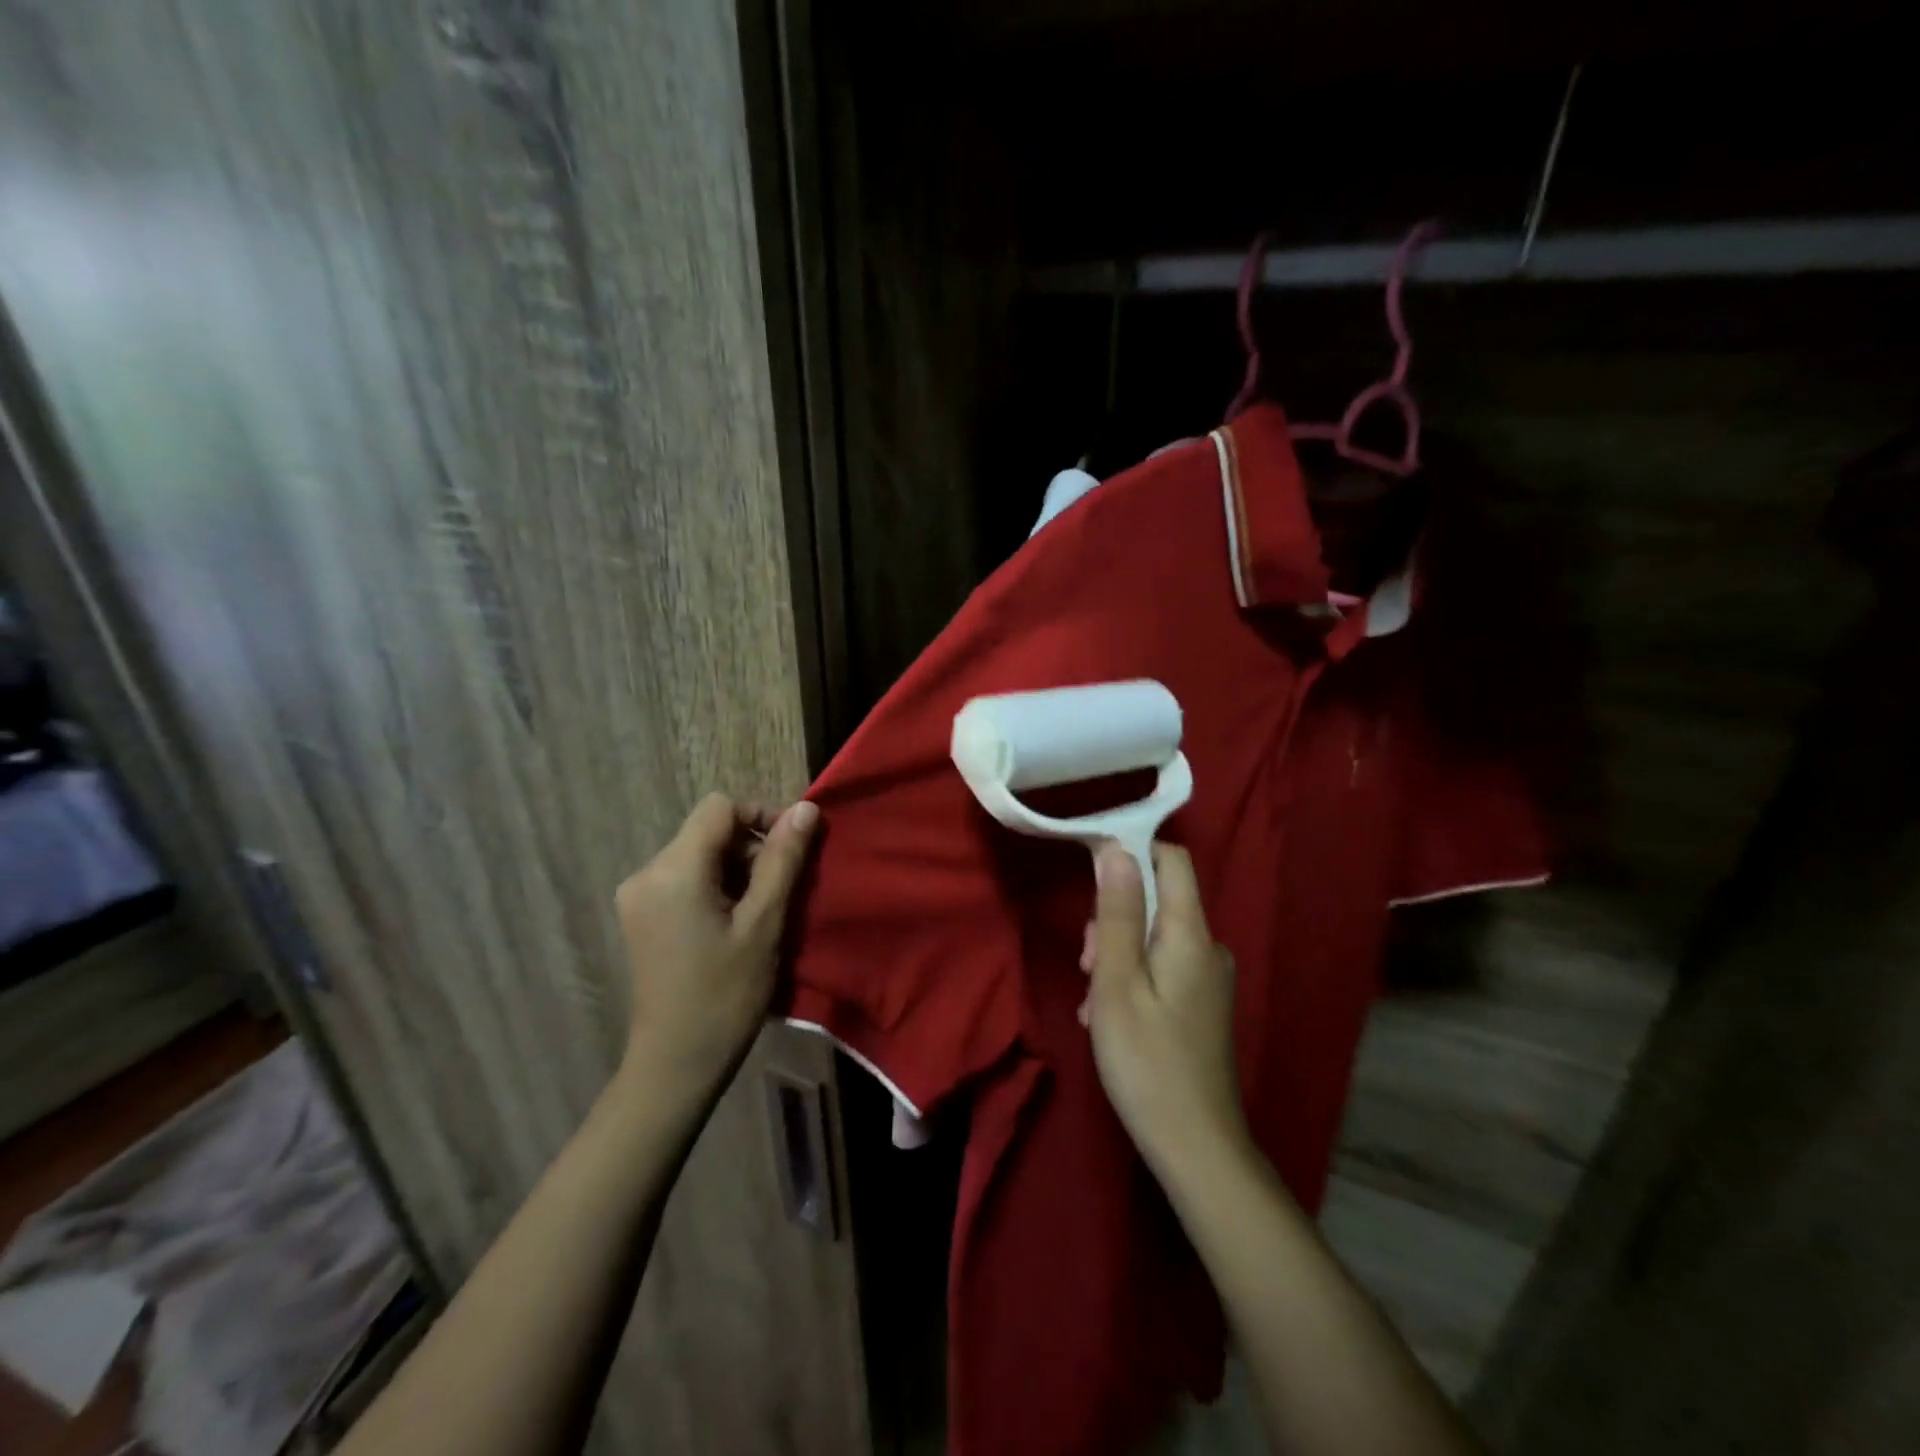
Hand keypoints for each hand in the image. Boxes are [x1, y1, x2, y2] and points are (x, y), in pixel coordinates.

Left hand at [613, 793, 819, 1097]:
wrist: (676, 1063)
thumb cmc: (726, 994)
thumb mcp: (764, 923)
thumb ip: (783, 860)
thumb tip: (805, 808)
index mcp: (673, 870)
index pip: (719, 808)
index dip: (760, 815)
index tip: (791, 849)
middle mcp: (646, 872)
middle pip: (708, 830)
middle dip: (750, 848)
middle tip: (781, 891)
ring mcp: (637, 894)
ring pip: (698, 853)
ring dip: (736, 869)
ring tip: (760, 911)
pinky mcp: (639, 914)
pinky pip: (684, 877)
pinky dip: (716, 885)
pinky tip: (733, 922)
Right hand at [1082, 842, 1250, 1180]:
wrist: (1197, 1148)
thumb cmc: (1147, 1062)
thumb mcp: (1117, 983)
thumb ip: (1117, 914)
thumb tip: (1116, 849)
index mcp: (1191, 934)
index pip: (1170, 858)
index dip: (1130, 851)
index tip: (1088, 871)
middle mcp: (1208, 946)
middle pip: (1158, 898)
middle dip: (1114, 917)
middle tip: (1088, 966)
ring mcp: (1208, 977)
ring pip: (1154, 935)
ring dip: (1117, 953)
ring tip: (1094, 1001)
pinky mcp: (1203, 1003)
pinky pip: (1162, 965)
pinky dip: (1132, 977)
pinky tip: (1110, 1016)